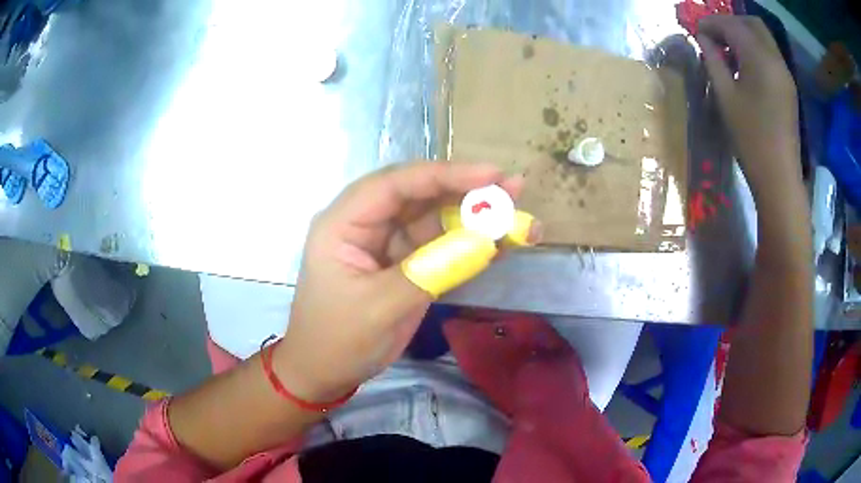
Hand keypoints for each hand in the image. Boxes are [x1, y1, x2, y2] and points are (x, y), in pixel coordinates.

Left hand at [276, 161, 525, 400]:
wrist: (325, 372)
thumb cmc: (338, 339)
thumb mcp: (381, 307)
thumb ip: (432, 270)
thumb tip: (487, 241)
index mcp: (344, 223)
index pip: (395, 184)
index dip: (444, 174)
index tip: (490, 175)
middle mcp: (367, 223)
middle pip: (420, 194)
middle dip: (467, 191)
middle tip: (514, 189)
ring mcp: (388, 243)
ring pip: (436, 218)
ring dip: (476, 218)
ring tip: (519, 219)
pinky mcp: (406, 263)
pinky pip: (441, 246)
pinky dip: (471, 245)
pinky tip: (503, 244)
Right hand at [697, 16, 800, 187]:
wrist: (779, 177)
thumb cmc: (750, 139)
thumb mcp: (726, 97)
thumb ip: (713, 61)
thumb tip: (703, 39)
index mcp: (760, 59)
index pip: (732, 25)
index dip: (711, 23)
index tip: (696, 30)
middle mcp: (776, 59)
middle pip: (752, 23)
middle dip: (730, 23)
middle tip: (714, 36)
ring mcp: (785, 73)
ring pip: (763, 38)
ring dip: (743, 35)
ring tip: (726, 50)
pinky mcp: (788, 87)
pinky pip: (770, 55)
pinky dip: (754, 50)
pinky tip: (743, 65)